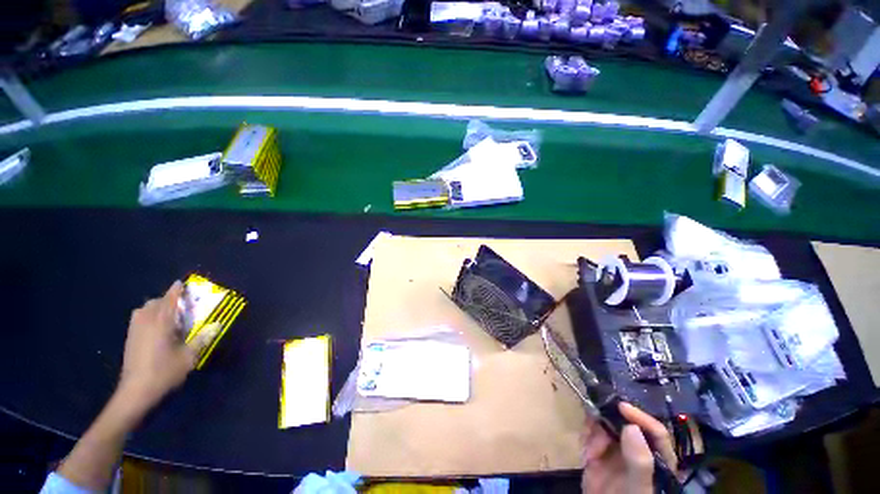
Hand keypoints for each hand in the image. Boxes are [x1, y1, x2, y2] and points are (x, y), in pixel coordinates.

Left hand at [116, 281, 210, 414]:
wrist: (135, 391)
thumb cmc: (164, 371)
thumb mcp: (189, 357)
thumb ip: (202, 339)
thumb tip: (217, 325)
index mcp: (161, 322)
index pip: (169, 299)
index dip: (176, 290)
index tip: (182, 283)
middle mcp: (146, 321)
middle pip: (155, 302)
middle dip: (168, 300)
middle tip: (182, 306)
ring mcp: (135, 329)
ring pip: (144, 310)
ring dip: (157, 308)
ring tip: (169, 316)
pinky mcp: (130, 338)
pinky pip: (139, 318)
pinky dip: (149, 316)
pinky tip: (157, 328)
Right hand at [581, 402, 678, 493]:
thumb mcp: (637, 486)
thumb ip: (639, 461)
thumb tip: (631, 427)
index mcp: (657, 457)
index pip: (655, 431)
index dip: (640, 417)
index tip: (621, 407)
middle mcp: (638, 448)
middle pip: (626, 421)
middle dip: (609, 421)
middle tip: (596, 424)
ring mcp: (617, 448)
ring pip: (606, 423)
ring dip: (595, 431)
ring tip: (591, 451)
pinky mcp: (599, 448)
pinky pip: (592, 431)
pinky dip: (587, 436)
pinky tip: (587, 454)